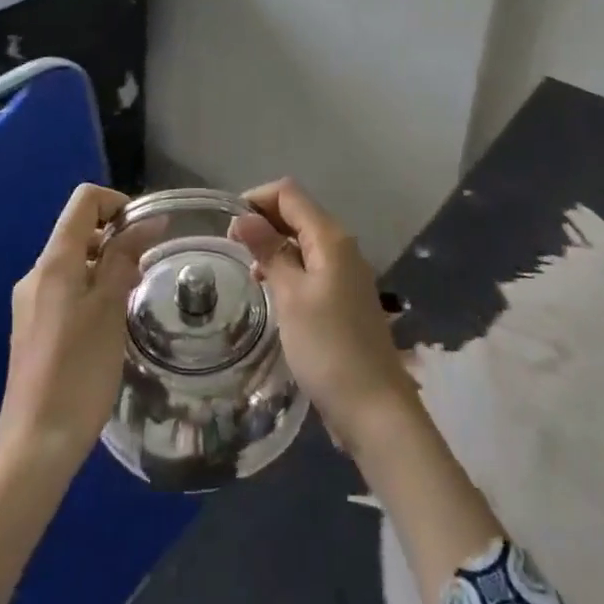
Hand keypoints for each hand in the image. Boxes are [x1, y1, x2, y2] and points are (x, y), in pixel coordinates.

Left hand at [0, 182, 138, 470]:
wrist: (35, 446)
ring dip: (106, 268)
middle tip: (145, 272)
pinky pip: (66, 291)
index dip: (118, 204)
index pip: (84, 201)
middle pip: (79, 230)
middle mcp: (36, 273)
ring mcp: (30, 303)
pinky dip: (92, 292)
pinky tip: (109, 327)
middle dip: (116, 239)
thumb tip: (148, 220)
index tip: (145, 234)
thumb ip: (125, 257)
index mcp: (53, 261)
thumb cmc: (79, 370)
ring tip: (131, 300)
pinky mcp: (32, 329)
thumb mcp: (110, 308)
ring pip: (74, 263)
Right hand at [236, 179, 505, 603]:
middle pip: (297, 213)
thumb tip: (243, 216)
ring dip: (273, 246)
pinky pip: (311, 266)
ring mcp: (346, 272)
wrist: (375, 410)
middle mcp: (341, 246)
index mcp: (330, 237)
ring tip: (247, 270)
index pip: (289, 193)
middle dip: (263, 221)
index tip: (228, 226)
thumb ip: (268, 250)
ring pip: (302, 240)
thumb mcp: (290, 296)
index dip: (256, 199)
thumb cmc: (328, 347)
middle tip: (231, 249)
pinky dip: (288, 268)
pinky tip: (270, 291)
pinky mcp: (344, 297)